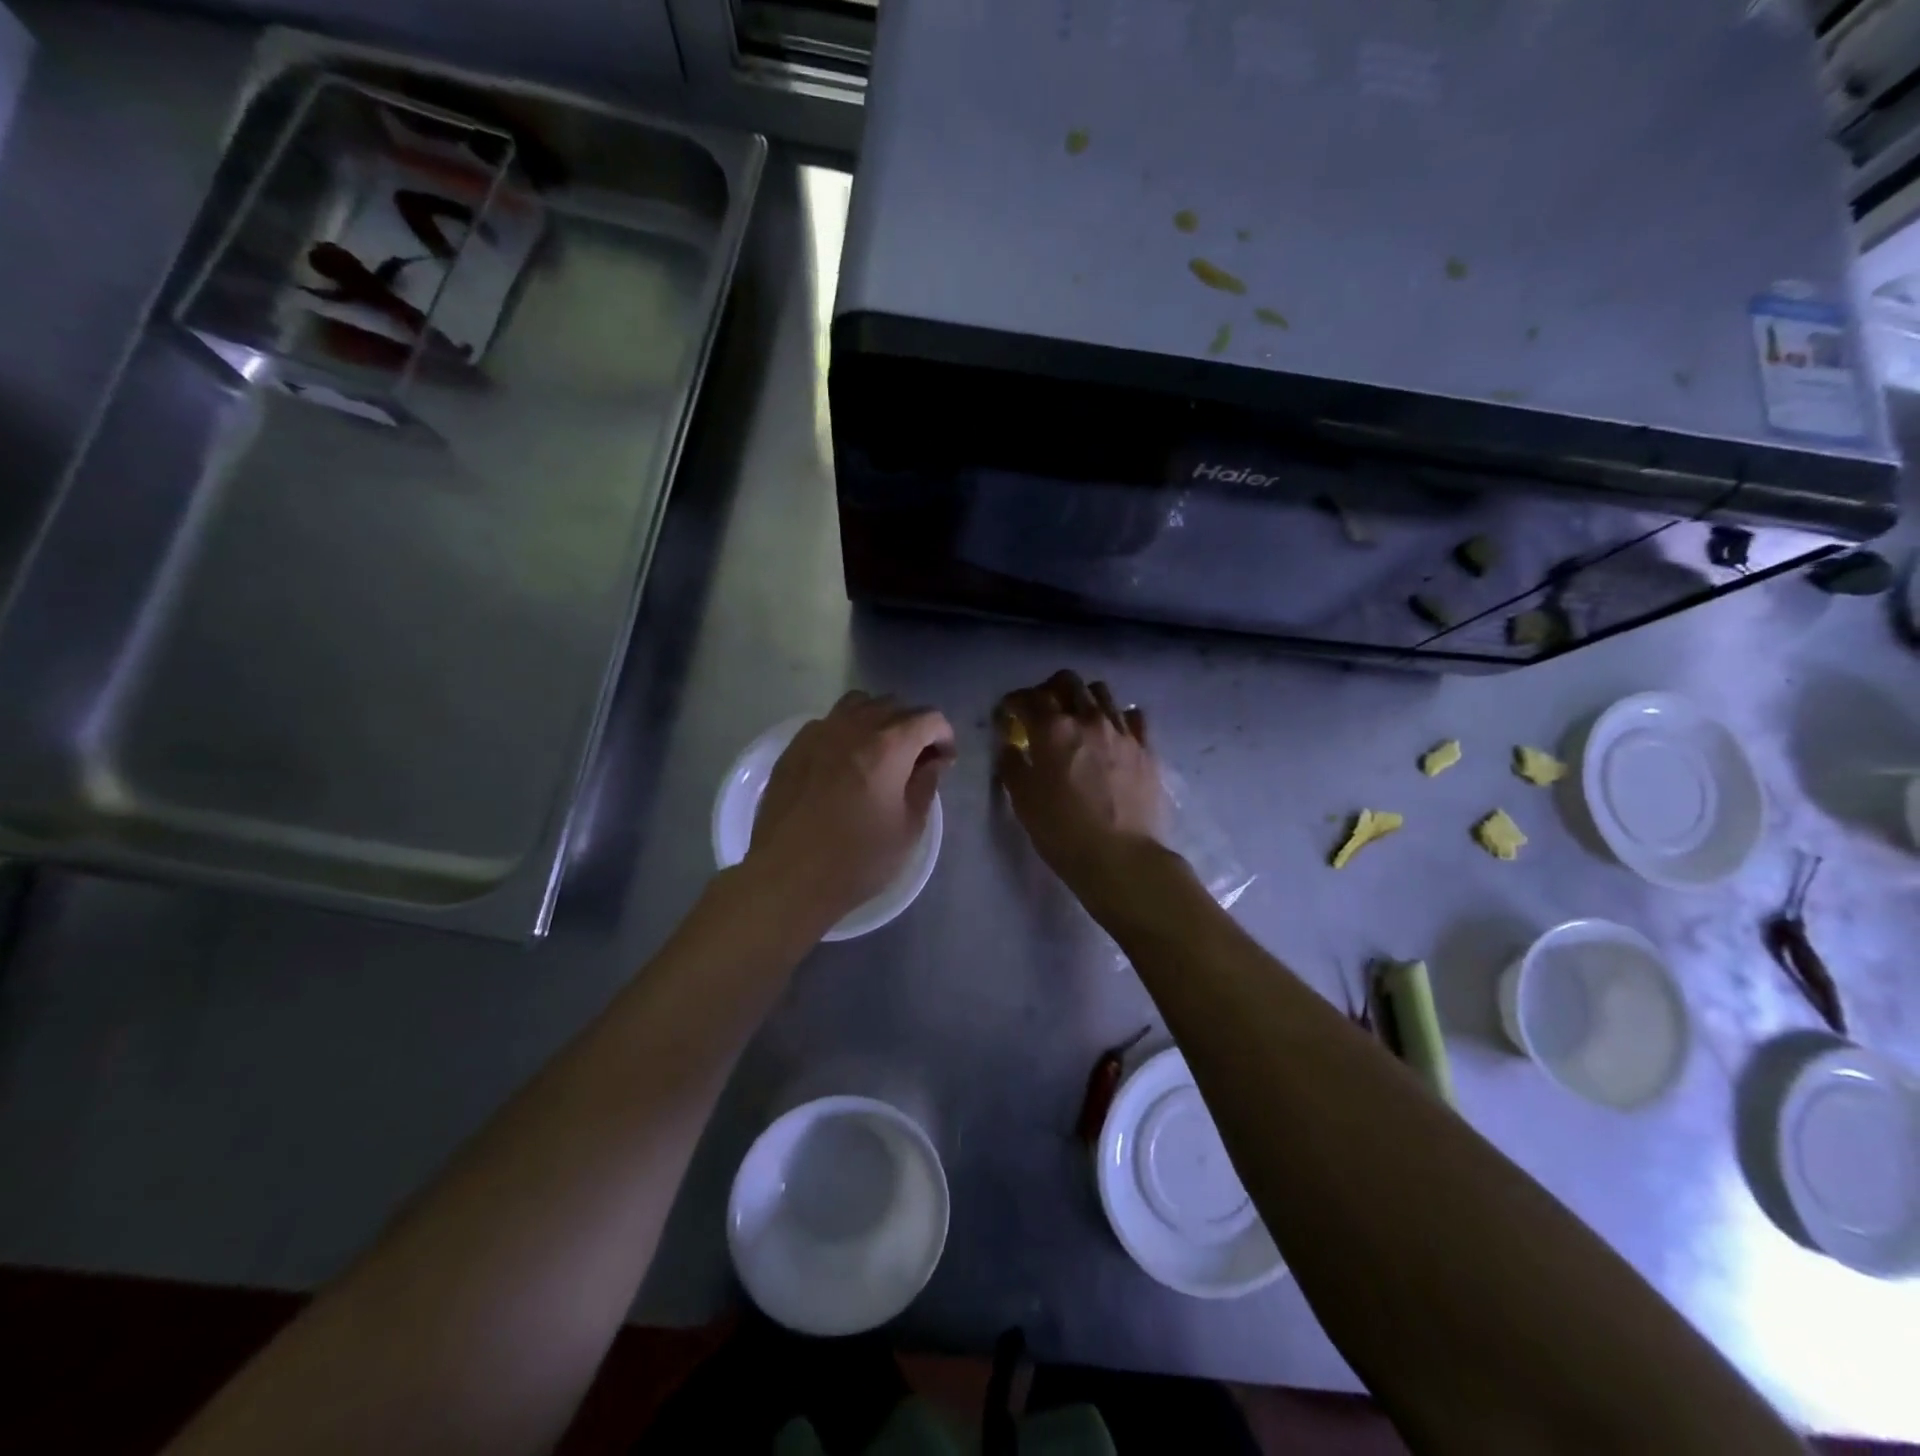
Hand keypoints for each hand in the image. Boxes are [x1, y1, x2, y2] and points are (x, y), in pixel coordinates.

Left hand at [746, 692, 956, 931]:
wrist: (788, 876)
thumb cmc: (857, 859)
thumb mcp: (908, 828)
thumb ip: (925, 785)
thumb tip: (933, 761)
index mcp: (890, 745)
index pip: (929, 718)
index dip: (944, 736)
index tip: (944, 762)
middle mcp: (855, 727)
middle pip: (894, 705)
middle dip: (913, 726)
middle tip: (916, 760)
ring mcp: (820, 732)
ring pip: (858, 704)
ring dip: (877, 720)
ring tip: (879, 752)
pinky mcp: (794, 746)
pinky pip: (828, 722)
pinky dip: (846, 730)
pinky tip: (843, 761)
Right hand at [995, 670, 1164, 888]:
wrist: (1122, 857)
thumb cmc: (1063, 831)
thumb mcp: (1023, 800)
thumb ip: (1012, 765)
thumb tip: (1010, 746)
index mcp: (1053, 730)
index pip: (1028, 697)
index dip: (1013, 701)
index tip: (1008, 714)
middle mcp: (1088, 719)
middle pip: (1068, 682)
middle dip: (1049, 689)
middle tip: (1042, 711)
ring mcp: (1122, 731)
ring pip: (1102, 692)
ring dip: (1084, 698)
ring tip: (1078, 719)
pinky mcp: (1146, 748)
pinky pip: (1133, 716)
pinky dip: (1118, 717)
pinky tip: (1112, 734)